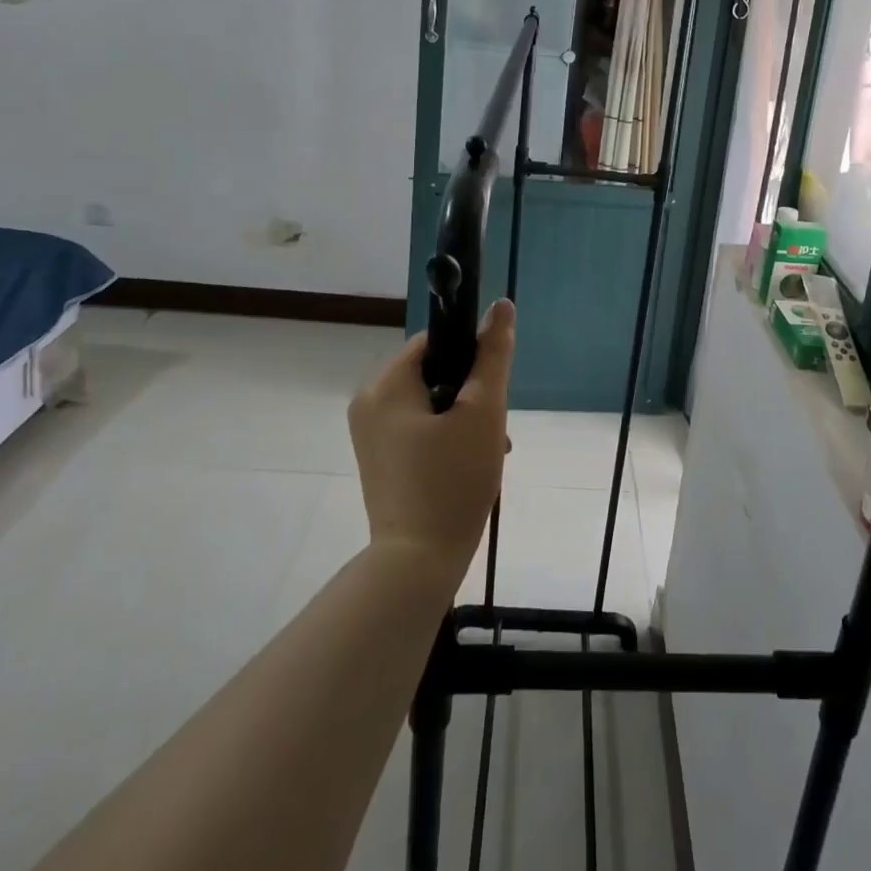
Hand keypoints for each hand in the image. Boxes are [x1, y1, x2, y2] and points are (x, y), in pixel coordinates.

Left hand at [348, 301, 514, 592]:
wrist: (416, 565)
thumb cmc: (452, 481)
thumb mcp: (483, 412)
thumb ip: (493, 355)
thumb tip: (502, 305)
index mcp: (385, 385)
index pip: (435, 342)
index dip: (471, 357)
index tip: (492, 391)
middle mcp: (369, 403)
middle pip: (434, 373)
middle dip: (471, 395)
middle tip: (494, 430)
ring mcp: (371, 435)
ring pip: (430, 404)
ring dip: (464, 419)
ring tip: (489, 452)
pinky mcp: (380, 460)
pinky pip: (419, 429)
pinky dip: (446, 438)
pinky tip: (470, 466)